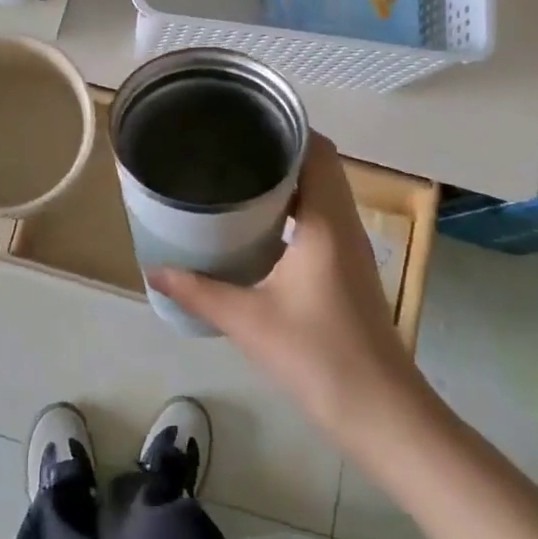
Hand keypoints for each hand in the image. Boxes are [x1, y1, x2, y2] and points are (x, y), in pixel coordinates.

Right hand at [150, 137, 425, 436]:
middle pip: (318, 167)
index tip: (243, 123)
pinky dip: (290, 210)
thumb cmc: (319, 357)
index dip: (285, 129)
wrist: (383, 416)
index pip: (317, 150)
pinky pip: (319, 220)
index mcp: (326, 222)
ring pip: (319, 194)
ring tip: (233, 179)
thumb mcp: (249, 321)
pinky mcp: (347, 271)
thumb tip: (155, 271)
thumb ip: (199, 291)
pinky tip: (256, 228)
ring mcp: (350, 249)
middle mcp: (343, 225)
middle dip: (275, 152)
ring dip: (283, 182)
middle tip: (226, 149)